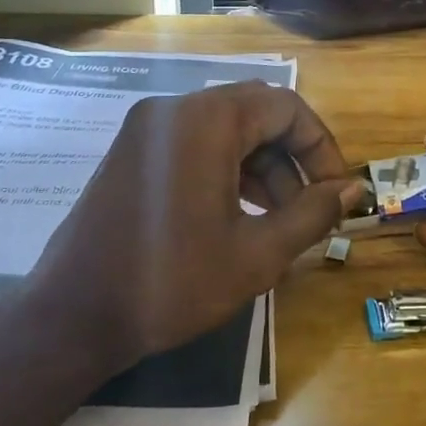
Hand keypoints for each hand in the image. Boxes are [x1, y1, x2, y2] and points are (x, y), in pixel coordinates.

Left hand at [32, 82, 360, 365]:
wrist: (72, 317)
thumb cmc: (172, 282)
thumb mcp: (257, 254)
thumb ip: (312, 213)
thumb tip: (353, 189)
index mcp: (207, 121)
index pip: (287, 107)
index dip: (322, 147)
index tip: (336, 192)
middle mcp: (175, 109)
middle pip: (257, 113)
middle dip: (293, 158)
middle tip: (310, 208)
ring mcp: (148, 128)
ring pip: (227, 129)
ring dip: (263, 166)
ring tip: (280, 220)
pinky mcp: (133, 151)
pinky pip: (196, 143)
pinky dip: (228, 169)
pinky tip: (240, 215)